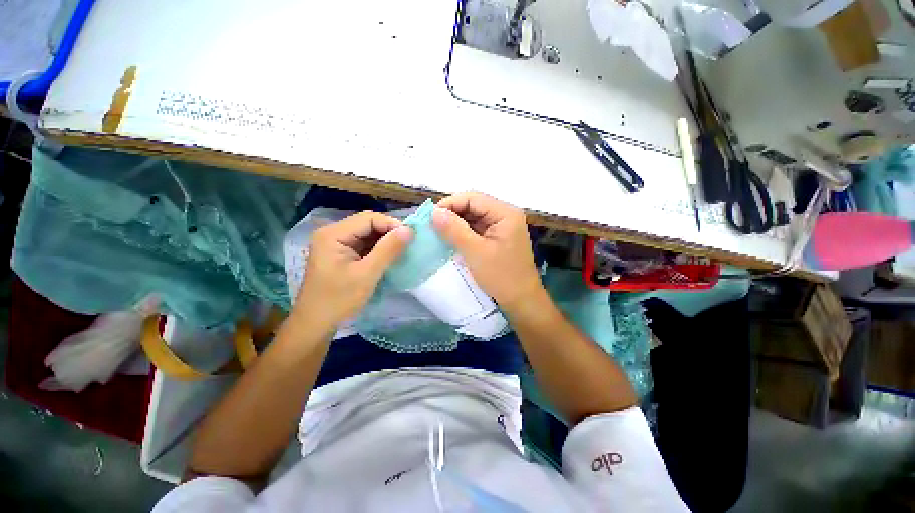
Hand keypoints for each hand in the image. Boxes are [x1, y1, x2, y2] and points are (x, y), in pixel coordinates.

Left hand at [295, 212, 412, 327]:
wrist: (315, 324)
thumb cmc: (339, 299)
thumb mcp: (367, 274)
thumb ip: (388, 250)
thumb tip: (409, 230)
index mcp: (334, 234)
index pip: (368, 218)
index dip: (391, 225)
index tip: (410, 238)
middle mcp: (333, 234)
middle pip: (367, 224)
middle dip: (389, 233)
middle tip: (408, 245)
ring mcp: (336, 244)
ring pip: (367, 235)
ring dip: (385, 241)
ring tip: (402, 250)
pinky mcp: (341, 255)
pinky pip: (364, 245)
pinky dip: (378, 250)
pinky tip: (389, 257)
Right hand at [432, 192, 542, 310]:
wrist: (521, 300)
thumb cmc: (501, 276)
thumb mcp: (475, 252)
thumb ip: (454, 230)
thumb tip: (435, 212)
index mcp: (505, 213)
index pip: (472, 198)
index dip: (450, 204)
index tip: (431, 217)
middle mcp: (504, 215)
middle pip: (473, 206)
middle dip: (452, 214)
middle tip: (432, 226)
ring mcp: (501, 227)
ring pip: (473, 218)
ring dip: (456, 224)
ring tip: (437, 232)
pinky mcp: (497, 238)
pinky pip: (476, 229)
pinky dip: (462, 233)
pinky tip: (450, 239)